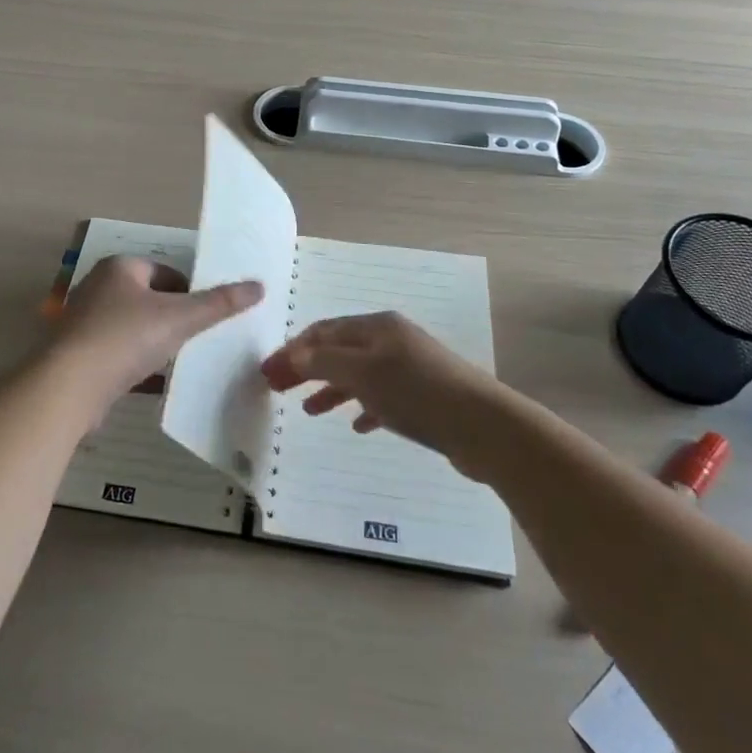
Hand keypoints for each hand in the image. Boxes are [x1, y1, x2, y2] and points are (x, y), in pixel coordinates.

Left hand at [42, 255, 262, 420]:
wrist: (68, 387)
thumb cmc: (125, 338)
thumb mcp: (180, 318)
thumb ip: (219, 303)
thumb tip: (259, 286)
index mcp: (120, 267)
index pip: (167, 272)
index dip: (192, 292)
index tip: (210, 317)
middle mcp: (99, 288)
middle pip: (151, 300)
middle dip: (175, 319)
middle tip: (200, 340)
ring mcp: (86, 322)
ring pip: (135, 329)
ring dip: (157, 344)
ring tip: (182, 362)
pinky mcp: (79, 355)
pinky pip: (119, 354)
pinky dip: (138, 365)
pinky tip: (156, 383)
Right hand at [260, 312, 504, 464]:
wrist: (483, 426)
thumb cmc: (416, 392)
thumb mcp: (362, 373)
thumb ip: (324, 362)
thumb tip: (294, 354)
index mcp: (376, 327)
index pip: (324, 331)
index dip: (293, 349)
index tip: (268, 371)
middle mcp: (392, 341)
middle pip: (339, 350)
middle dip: (308, 367)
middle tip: (279, 388)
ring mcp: (410, 368)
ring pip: (360, 374)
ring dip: (331, 388)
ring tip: (309, 410)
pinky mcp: (424, 397)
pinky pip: (383, 397)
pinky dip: (364, 406)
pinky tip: (357, 425)